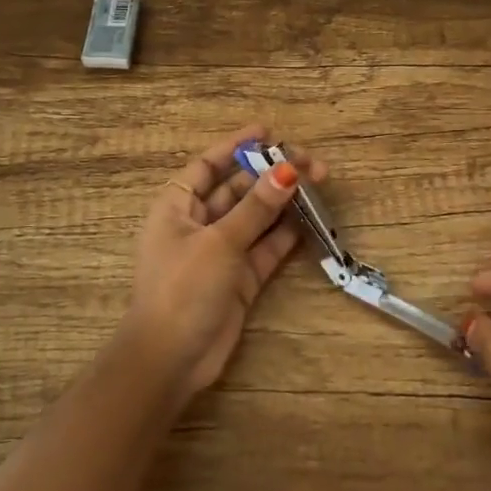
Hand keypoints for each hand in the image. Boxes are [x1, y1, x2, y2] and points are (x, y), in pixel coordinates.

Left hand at [120, 125, 324, 403]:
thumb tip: (287, 171)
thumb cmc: (183, 288)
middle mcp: (198, 224)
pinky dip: (285, 234)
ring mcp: (220, 252)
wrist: (171, 359)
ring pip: (255, 218)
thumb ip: (256, 208)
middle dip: (270, 174)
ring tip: (319, 183)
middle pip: (237, 189)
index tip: (267, 132)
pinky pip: (265, 248)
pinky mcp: (239, 279)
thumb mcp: (219, 241)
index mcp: (176, 207)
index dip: (236, 147)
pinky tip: (310, 218)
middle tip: (310, 162)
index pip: (208, 166)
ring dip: (283, 202)